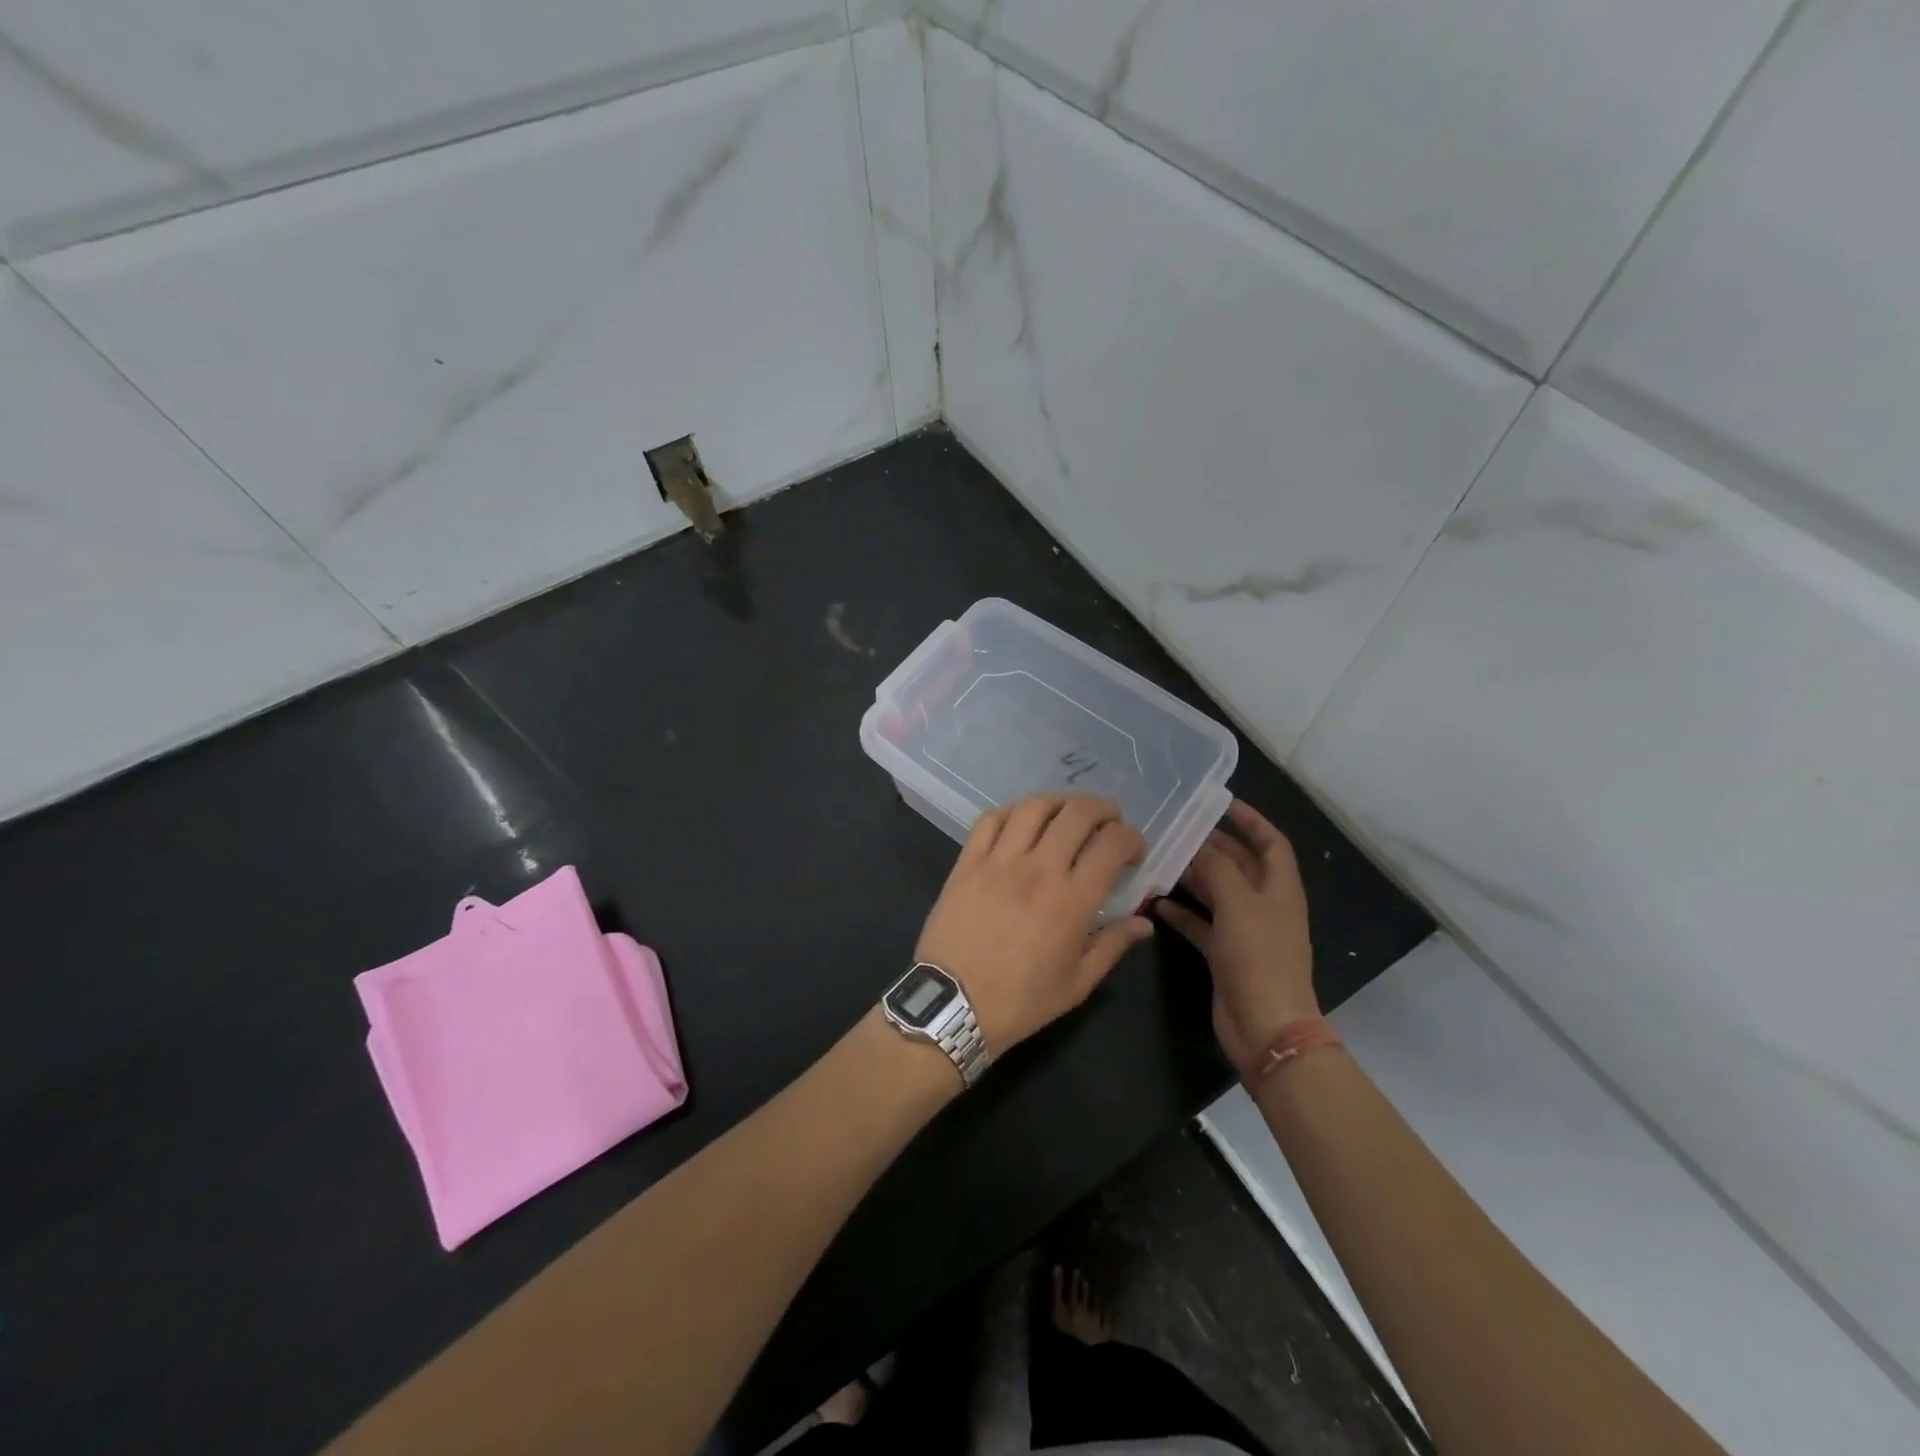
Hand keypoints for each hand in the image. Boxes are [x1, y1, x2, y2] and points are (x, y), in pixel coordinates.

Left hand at [915, 794, 1153, 1050]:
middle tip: (1109, 822)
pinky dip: (1012, 811)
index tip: (1133, 850)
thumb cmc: (1021, 1001)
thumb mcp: (1077, 983)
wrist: (953, 1005)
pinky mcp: (967, 862)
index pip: (1111, 844)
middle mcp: (1038, 869)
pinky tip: (1022, 821)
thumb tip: (1145, 921)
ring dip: (1060, 802)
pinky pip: (991, 819)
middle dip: (1103, 810)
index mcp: (1071, 901)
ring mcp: (998, 861)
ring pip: (1034, 807)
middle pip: (1076, 814)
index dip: (1131, 838)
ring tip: (1069, 813)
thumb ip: (1113, 945)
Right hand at [1154, 800, 1316, 1070]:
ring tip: (1160, 858)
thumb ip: (1218, 869)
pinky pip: (1201, 924)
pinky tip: (1157, 902)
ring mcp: (1244, 932)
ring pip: (1217, 893)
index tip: (1222, 803)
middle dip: (1212, 846)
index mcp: (1280, 889)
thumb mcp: (1239, 904)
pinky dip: (1182, 912)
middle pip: (1239, 865)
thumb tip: (1198, 845)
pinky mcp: (1224, 955)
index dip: (1252, 821)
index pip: (1271, 843)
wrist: (1265, 1027)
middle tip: (1176, 829)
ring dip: (1192, 877)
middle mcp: (1264, 906)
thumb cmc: (1259, 958)